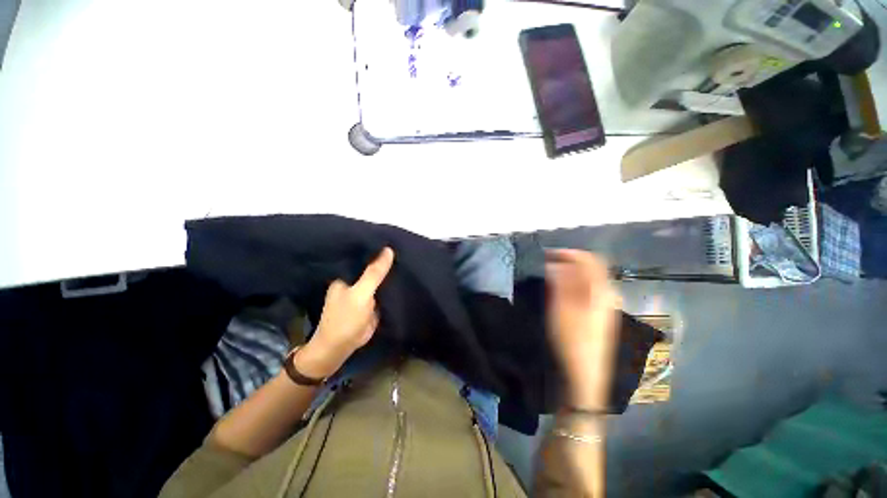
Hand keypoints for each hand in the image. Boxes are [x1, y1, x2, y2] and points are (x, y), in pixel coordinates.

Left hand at [295, 247, 394, 378]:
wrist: (340, 347)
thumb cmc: (345, 318)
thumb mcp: (361, 293)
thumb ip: (374, 273)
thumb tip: (388, 250)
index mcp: (345, 275)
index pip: (362, 256)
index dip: (375, 249)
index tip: (391, 239)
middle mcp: (353, 281)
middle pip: (371, 267)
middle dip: (384, 260)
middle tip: (402, 248)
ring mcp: (363, 292)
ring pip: (378, 279)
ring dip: (388, 273)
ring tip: (405, 257)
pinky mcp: (370, 302)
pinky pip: (382, 290)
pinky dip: (389, 285)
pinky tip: (401, 276)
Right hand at [545, 249, 619, 408]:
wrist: (583, 375)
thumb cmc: (571, 340)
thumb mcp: (562, 308)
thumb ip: (561, 283)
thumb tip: (556, 263)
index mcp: (601, 292)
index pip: (590, 261)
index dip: (569, 254)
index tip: (548, 254)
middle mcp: (607, 296)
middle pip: (591, 270)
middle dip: (568, 263)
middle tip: (547, 265)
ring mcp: (605, 308)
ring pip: (588, 281)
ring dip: (570, 274)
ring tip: (550, 277)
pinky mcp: (599, 317)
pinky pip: (587, 293)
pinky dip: (573, 286)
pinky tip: (560, 293)